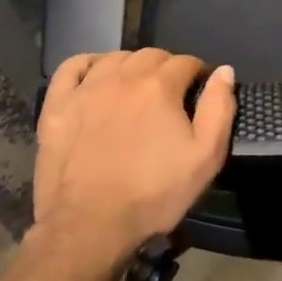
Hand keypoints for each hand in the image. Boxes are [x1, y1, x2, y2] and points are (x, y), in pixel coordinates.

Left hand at [31, 50, 235, 267]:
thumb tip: (224, 71)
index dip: (198, 74)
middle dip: (167, 68)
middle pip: (151, 55)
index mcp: (160, 86)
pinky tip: (95, 75)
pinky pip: (71, 67)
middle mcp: (123, 77)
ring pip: (115, 58)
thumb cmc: (154, 194)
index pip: (186, 62)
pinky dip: (88, 64)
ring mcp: (86, 89)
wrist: (90, 225)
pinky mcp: (56, 105)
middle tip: (171, 94)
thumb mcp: (205, 157)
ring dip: (132, 65)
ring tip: (137, 87)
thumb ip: (219, 109)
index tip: (200, 91)